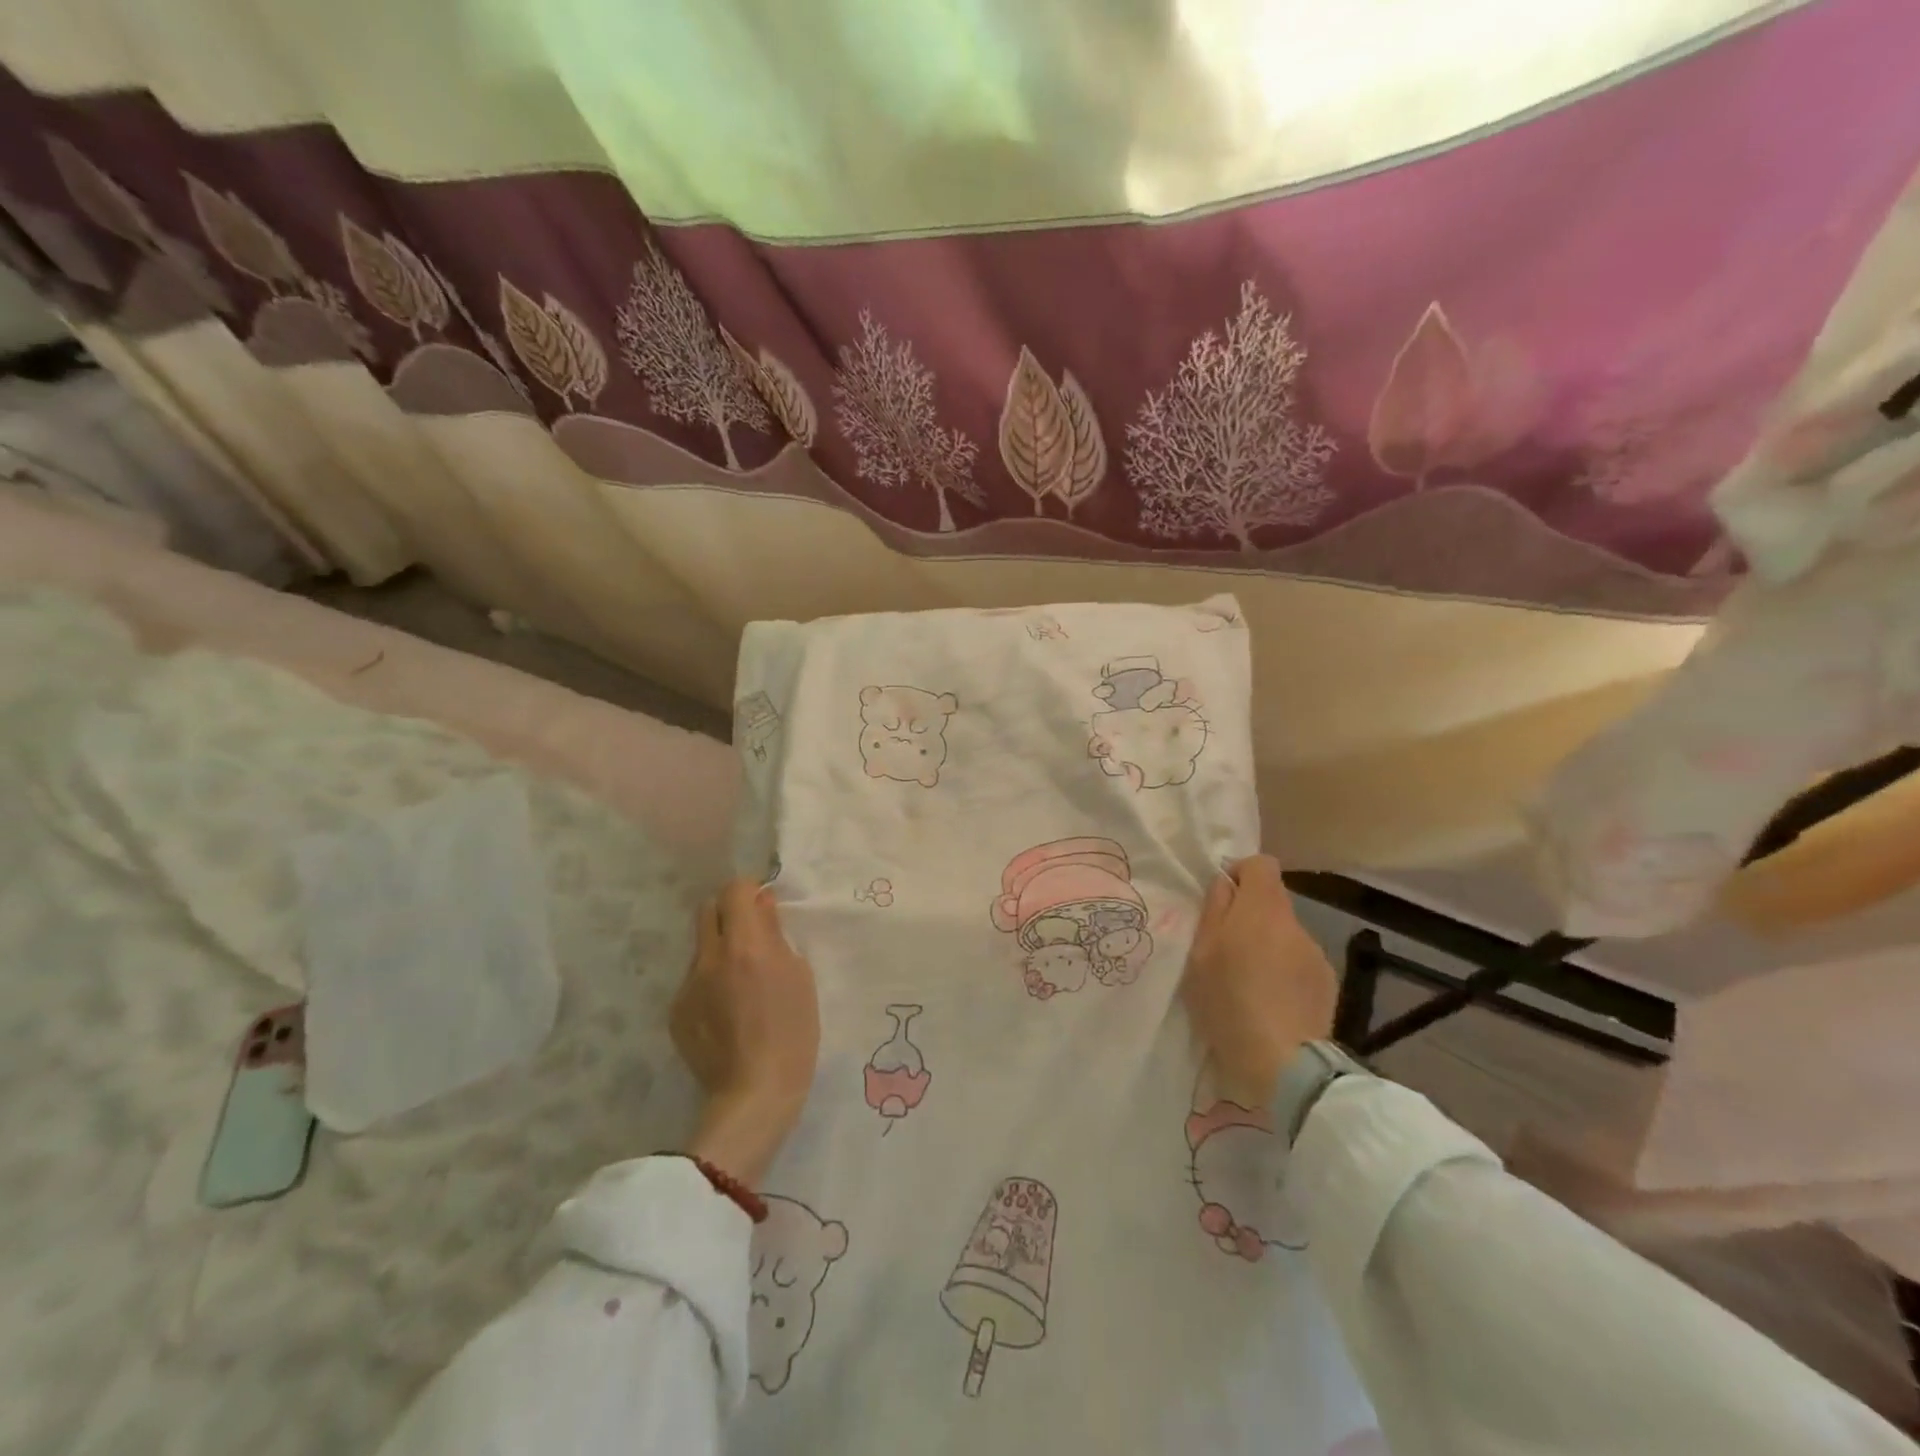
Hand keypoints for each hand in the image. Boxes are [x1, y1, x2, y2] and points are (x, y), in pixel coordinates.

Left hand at [671, 880, 819, 1186]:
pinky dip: (710, 983)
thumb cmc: (792, 1032)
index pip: (735, 890)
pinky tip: (727, 1013)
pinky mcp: (676, 1012)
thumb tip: (762, 906)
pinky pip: (693, 981)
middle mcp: (709, 958)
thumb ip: (776, 935)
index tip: (763, 907)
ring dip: (720, 950)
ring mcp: (687, 986)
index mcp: (744, 945)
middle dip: (728, 913)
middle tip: (750, 937)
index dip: (750, 892)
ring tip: (740, 983)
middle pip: (708, 910)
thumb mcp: (799, 976)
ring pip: (700, 948)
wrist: (755, 1093)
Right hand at [1181, 856, 1336, 1108]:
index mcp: (1261, 908)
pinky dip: (1284, 972)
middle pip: (1272, 902)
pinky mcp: (1327, 984)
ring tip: (1248, 981)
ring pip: (1285, 934)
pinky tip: (1271, 1001)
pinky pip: (1299, 963)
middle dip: (1249, 915)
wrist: (1282, 1062)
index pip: (1261, 864)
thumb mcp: (1201, 953)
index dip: (1240, 873)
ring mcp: (1315, 954)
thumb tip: (1225, 884)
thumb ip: (1214, 910)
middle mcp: (1294, 923)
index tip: (1222, 899)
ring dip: (1267, 945)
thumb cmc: (1228, 1001)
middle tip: (1226, 948)